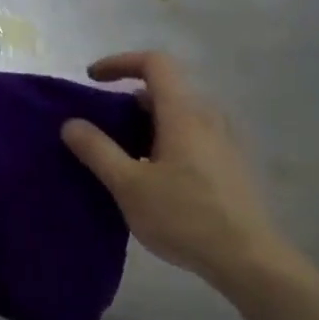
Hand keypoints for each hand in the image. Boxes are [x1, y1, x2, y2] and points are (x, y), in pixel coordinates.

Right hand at [62, 51, 287, 289]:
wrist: (247, 258)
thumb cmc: (184, 217)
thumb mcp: (129, 185)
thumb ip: (97, 150)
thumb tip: (71, 123)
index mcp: (184, 113)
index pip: (155, 63)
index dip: (120, 62)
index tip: (92, 78)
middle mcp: (208, 117)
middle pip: (164, 90)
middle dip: (127, 100)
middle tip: (101, 129)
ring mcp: (223, 140)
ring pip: (178, 116)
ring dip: (146, 124)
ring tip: (122, 157)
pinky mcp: (230, 164)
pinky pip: (191, 136)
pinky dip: (164, 141)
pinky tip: (152, 178)